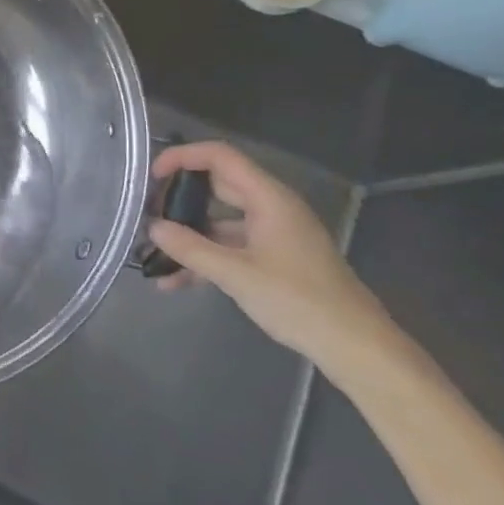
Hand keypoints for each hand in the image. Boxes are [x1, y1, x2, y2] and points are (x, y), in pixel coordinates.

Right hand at [148, 141, 397, 370]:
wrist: (356, 347)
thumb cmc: (299, 301)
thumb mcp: (236, 275)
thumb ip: (190, 248)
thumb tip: (152, 227)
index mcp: (269, 199)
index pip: (220, 157)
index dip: (183, 157)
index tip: (152, 176)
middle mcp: (272, 208)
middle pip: (217, 187)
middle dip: (179, 198)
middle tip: (146, 212)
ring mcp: (274, 235)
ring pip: (220, 222)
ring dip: (188, 236)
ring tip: (153, 253)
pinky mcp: (275, 260)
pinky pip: (231, 247)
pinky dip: (206, 258)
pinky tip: (175, 282)